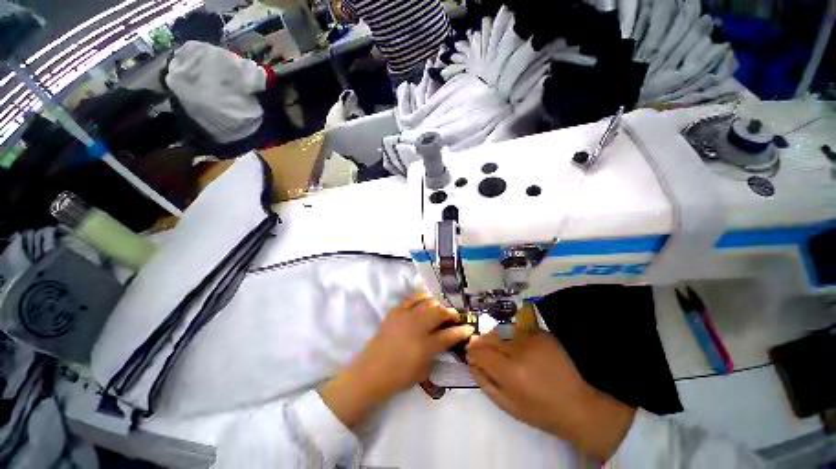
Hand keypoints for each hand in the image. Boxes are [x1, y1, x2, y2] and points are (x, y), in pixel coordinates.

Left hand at [320, 291, 473, 427]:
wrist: (371, 372)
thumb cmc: (399, 376)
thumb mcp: (424, 370)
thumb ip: (437, 353)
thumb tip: (444, 340)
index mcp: (426, 345)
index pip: (450, 335)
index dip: (462, 331)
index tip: (469, 328)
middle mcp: (417, 326)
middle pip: (439, 313)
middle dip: (451, 314)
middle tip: (455, 318)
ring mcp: (405, 316)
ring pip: (428, 303)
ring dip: (438, 305)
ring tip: (441, 309)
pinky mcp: (395, 311)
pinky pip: (411, 299)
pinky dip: (421, 298)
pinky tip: (426, 300)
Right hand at [466, 330, 635, 459]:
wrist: (579, 405)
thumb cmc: (540, 411)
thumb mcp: (507, 405)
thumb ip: (484, 381)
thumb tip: (470, 360)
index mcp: (511, 372)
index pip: (479, 351)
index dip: (472, 351)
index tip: (471, 354)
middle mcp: (520, 350)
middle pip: (489, 337)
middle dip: (481, 343)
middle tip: (482, 350)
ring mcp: (533, 338)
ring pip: (501, 330)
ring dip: (495, 338)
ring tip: (499, 349)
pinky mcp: (542, 333)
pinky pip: (517, 330)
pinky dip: (511, 336)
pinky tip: (517, 347)